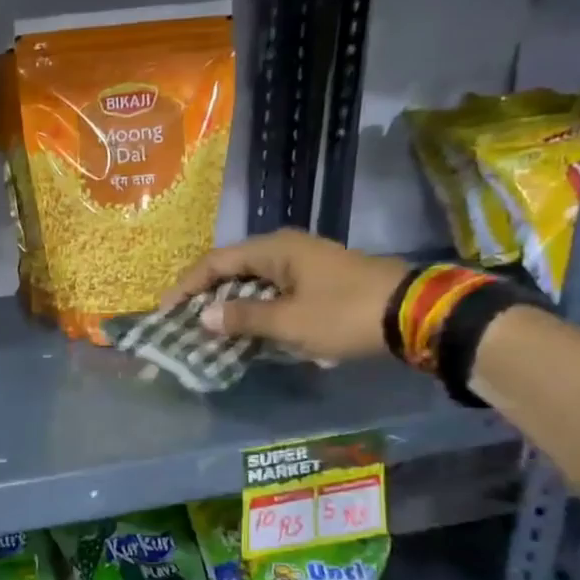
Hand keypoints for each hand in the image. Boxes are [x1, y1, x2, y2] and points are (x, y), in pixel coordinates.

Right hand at [163, 230, 410, 363]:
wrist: (414, 314)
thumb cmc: (343, 314)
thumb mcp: (288, 322)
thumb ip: (242, 317)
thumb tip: (203, 315)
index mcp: (273, 249)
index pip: (214, 262)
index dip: (186, 286)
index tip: (165, 311)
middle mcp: (286, 249)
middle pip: (232, 269)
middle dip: (205, 295)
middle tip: (184, 322)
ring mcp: (305, 263)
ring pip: (253, 282)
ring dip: (230, 305)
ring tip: (210, 330)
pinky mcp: (319, 280)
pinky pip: (274, 292)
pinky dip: (255, 309)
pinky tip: (248, 330)